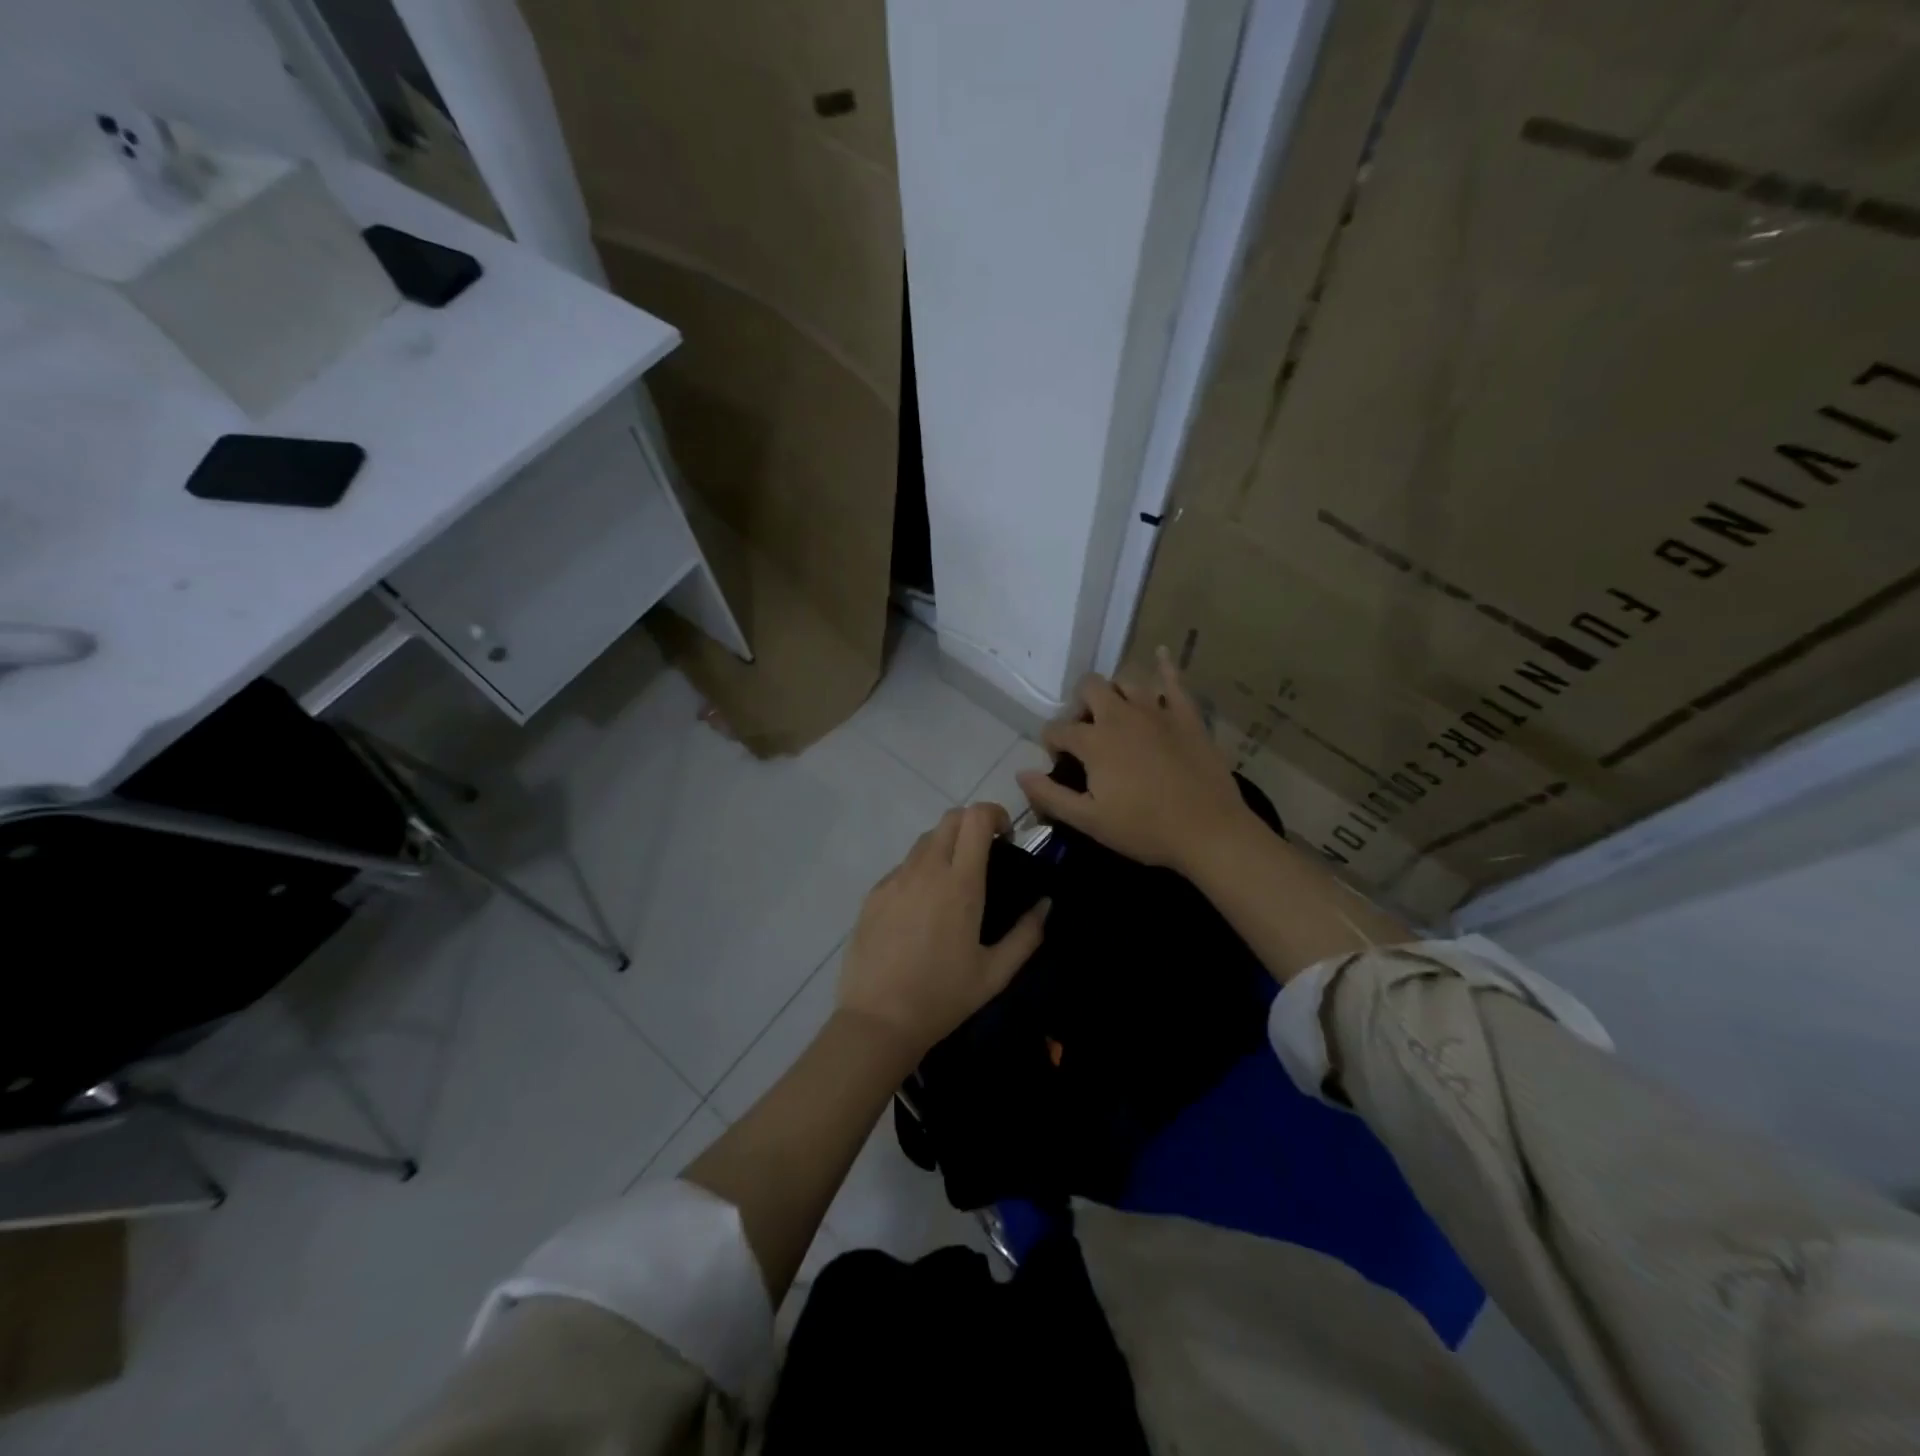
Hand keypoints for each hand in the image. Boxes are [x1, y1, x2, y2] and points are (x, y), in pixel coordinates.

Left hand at [837, 803, 1048, 1059]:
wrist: (877, 1020)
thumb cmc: (943, 997)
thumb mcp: (996, 973)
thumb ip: (1027, 935)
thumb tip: (1045, 904)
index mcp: (960, 884)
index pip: (976, 818)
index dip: (995, 815)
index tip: (1006, 838)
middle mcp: (925, 870)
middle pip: (950, 818)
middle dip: (972, 825)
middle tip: (985, 855)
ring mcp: (895, 879)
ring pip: (924, 841)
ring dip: (946, 847)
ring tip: (954, 884)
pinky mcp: (873, 894)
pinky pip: (902, 867)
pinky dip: (920, 872)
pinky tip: (922, 910)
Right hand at [1017, 648, 1250, 876]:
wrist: (1208, 831)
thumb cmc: (1144, 829)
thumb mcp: (1089, 820)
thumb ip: (1050, 795)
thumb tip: (1020, 773)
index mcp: (1094, 741)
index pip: (1057, 728)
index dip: (1052, 743)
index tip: (1059, 762)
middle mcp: (1121, 715)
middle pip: (1089, 688)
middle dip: (1080, 705)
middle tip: (1087, 732)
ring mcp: (1157, 711)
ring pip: (1126, 681)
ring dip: (1115, 693)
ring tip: (1117, 714)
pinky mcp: (1187, 715)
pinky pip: (1174, 680)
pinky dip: (1165, 665)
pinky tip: (1162, 654)